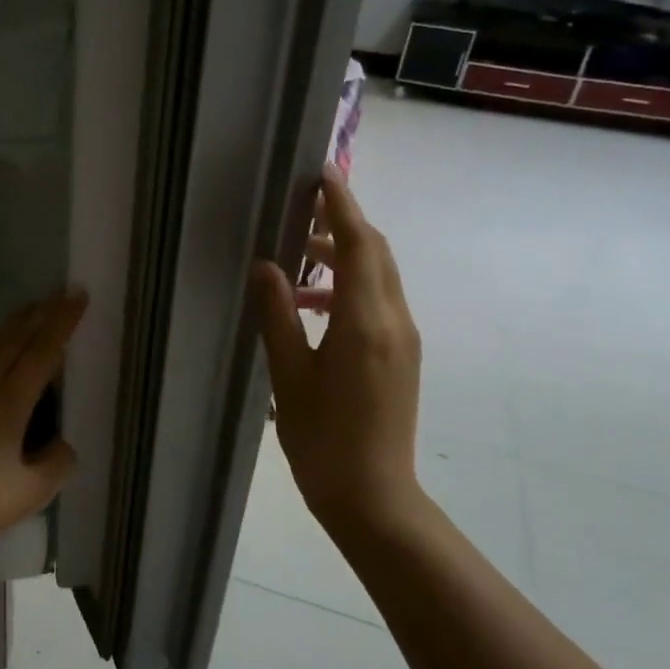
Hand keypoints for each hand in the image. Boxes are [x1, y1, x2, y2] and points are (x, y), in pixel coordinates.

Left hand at [0, 291, 86, 566]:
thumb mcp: (30, 492)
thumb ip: (56, 464)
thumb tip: (64, 445)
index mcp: (10, 400)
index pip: (43, 350)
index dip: (62, 322)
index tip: (77, 295)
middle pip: (12, 338)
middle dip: (38, 314)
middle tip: (56, 295)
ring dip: (7, 326)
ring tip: (22, 314)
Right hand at [251, 166, 424, 544]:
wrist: (373, 496)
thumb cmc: (322, 439)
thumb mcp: (289, 376)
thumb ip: (278, 315)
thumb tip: (266, 266)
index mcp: (364, 322)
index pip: (357, 244)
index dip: (341, 204)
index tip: (323, 173)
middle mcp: (394, 320)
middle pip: (375, 253)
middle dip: (342, 225)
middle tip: (301, 213)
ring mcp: (403, 339)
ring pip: (378, 277)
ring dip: (343, 259)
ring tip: (296, 266)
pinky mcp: (401, 356)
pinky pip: (378, 303)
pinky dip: (349, 289)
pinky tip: (313, 309)